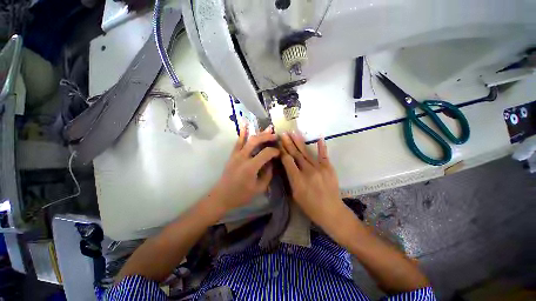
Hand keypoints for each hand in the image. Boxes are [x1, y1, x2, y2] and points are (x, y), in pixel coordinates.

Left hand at [210, 125, 279, 213]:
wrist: (222, 196)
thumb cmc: (241, 195)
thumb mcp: (259, 188)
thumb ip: (268, 174)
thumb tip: (272, 162)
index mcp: (251, 167)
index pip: (266, 153)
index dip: (274, 151)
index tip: (279, 152)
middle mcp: (243, 157)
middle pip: (256, 141)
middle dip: (267, 137)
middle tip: (276, 136)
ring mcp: (236, 154)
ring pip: (248, 139)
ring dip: (259, 133)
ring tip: (268, 129)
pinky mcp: (232, 155)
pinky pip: (238, 142)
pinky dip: (242, 133)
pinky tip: (245, 124)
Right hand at [280, 132, 345, 231]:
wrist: (331, 211)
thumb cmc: (310, 206)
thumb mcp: (295, 195)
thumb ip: (291, 178)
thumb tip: (287, 165)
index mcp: (298, 180)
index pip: (288, 161)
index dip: (282, 151)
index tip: (279, 143)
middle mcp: (308, 171)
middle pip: (296, 154)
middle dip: (288, 143)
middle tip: (283, 133)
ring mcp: (320, 168)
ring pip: (306, 153)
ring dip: (299, 142)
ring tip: (293, 133)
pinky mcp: (329, 168)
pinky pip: (323, 155)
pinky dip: (321, 147)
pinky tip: (319, 138)